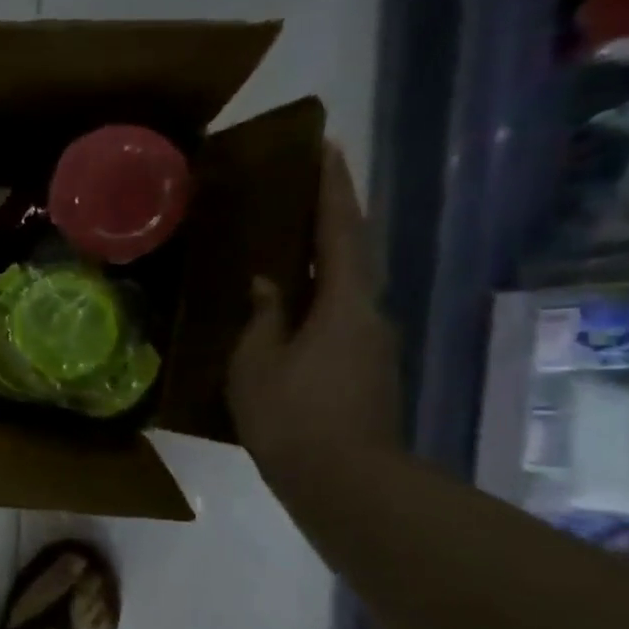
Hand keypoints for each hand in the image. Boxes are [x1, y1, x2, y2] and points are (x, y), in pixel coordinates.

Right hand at [228, 143, 400, 485]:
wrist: (344, 481)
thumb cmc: (291, 415)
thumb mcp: (256, 362)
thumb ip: (263, 317)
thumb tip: (268, 284)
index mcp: (346, 305)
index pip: (341, 232)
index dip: (332, 189)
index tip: (324, 148)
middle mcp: (370, 315)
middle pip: (351, 257)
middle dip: (328, 221)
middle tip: (297, 195)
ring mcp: (372, 345)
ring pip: (344, 291)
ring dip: (318, 266)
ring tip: (279, 253)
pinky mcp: (365, 371)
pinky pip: (337, 320)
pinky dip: (315, 303)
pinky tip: (284, 312)